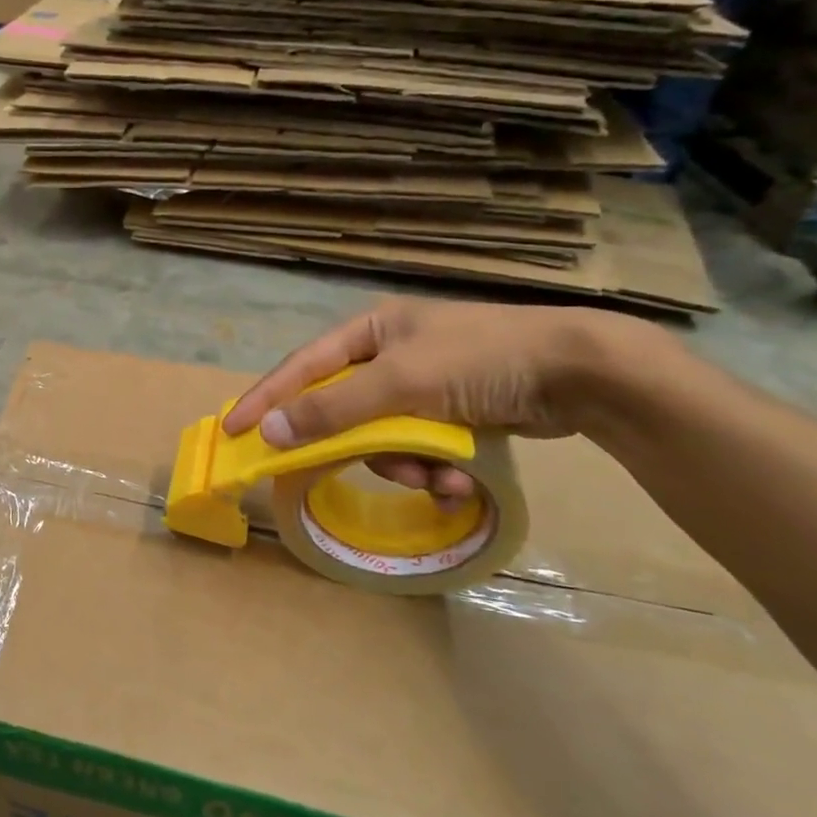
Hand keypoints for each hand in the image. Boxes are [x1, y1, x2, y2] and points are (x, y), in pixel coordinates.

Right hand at [222, 300, 637, 502]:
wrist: (582, 373)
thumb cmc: (481, 360)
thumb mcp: (401, 383)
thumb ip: (333, 410)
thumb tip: (271, 434)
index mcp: (370, 333)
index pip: (301, 368)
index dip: (266, 399)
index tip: (233, 430)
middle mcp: (389, 357)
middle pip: (342, 411)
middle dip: (356, 447)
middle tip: (334, 472)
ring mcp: (421, 387)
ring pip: (383, 439)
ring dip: (406, 467)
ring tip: (439, 480)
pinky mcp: (451, 415)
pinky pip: (419, 449)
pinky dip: (434, 470)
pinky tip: (459, 483)